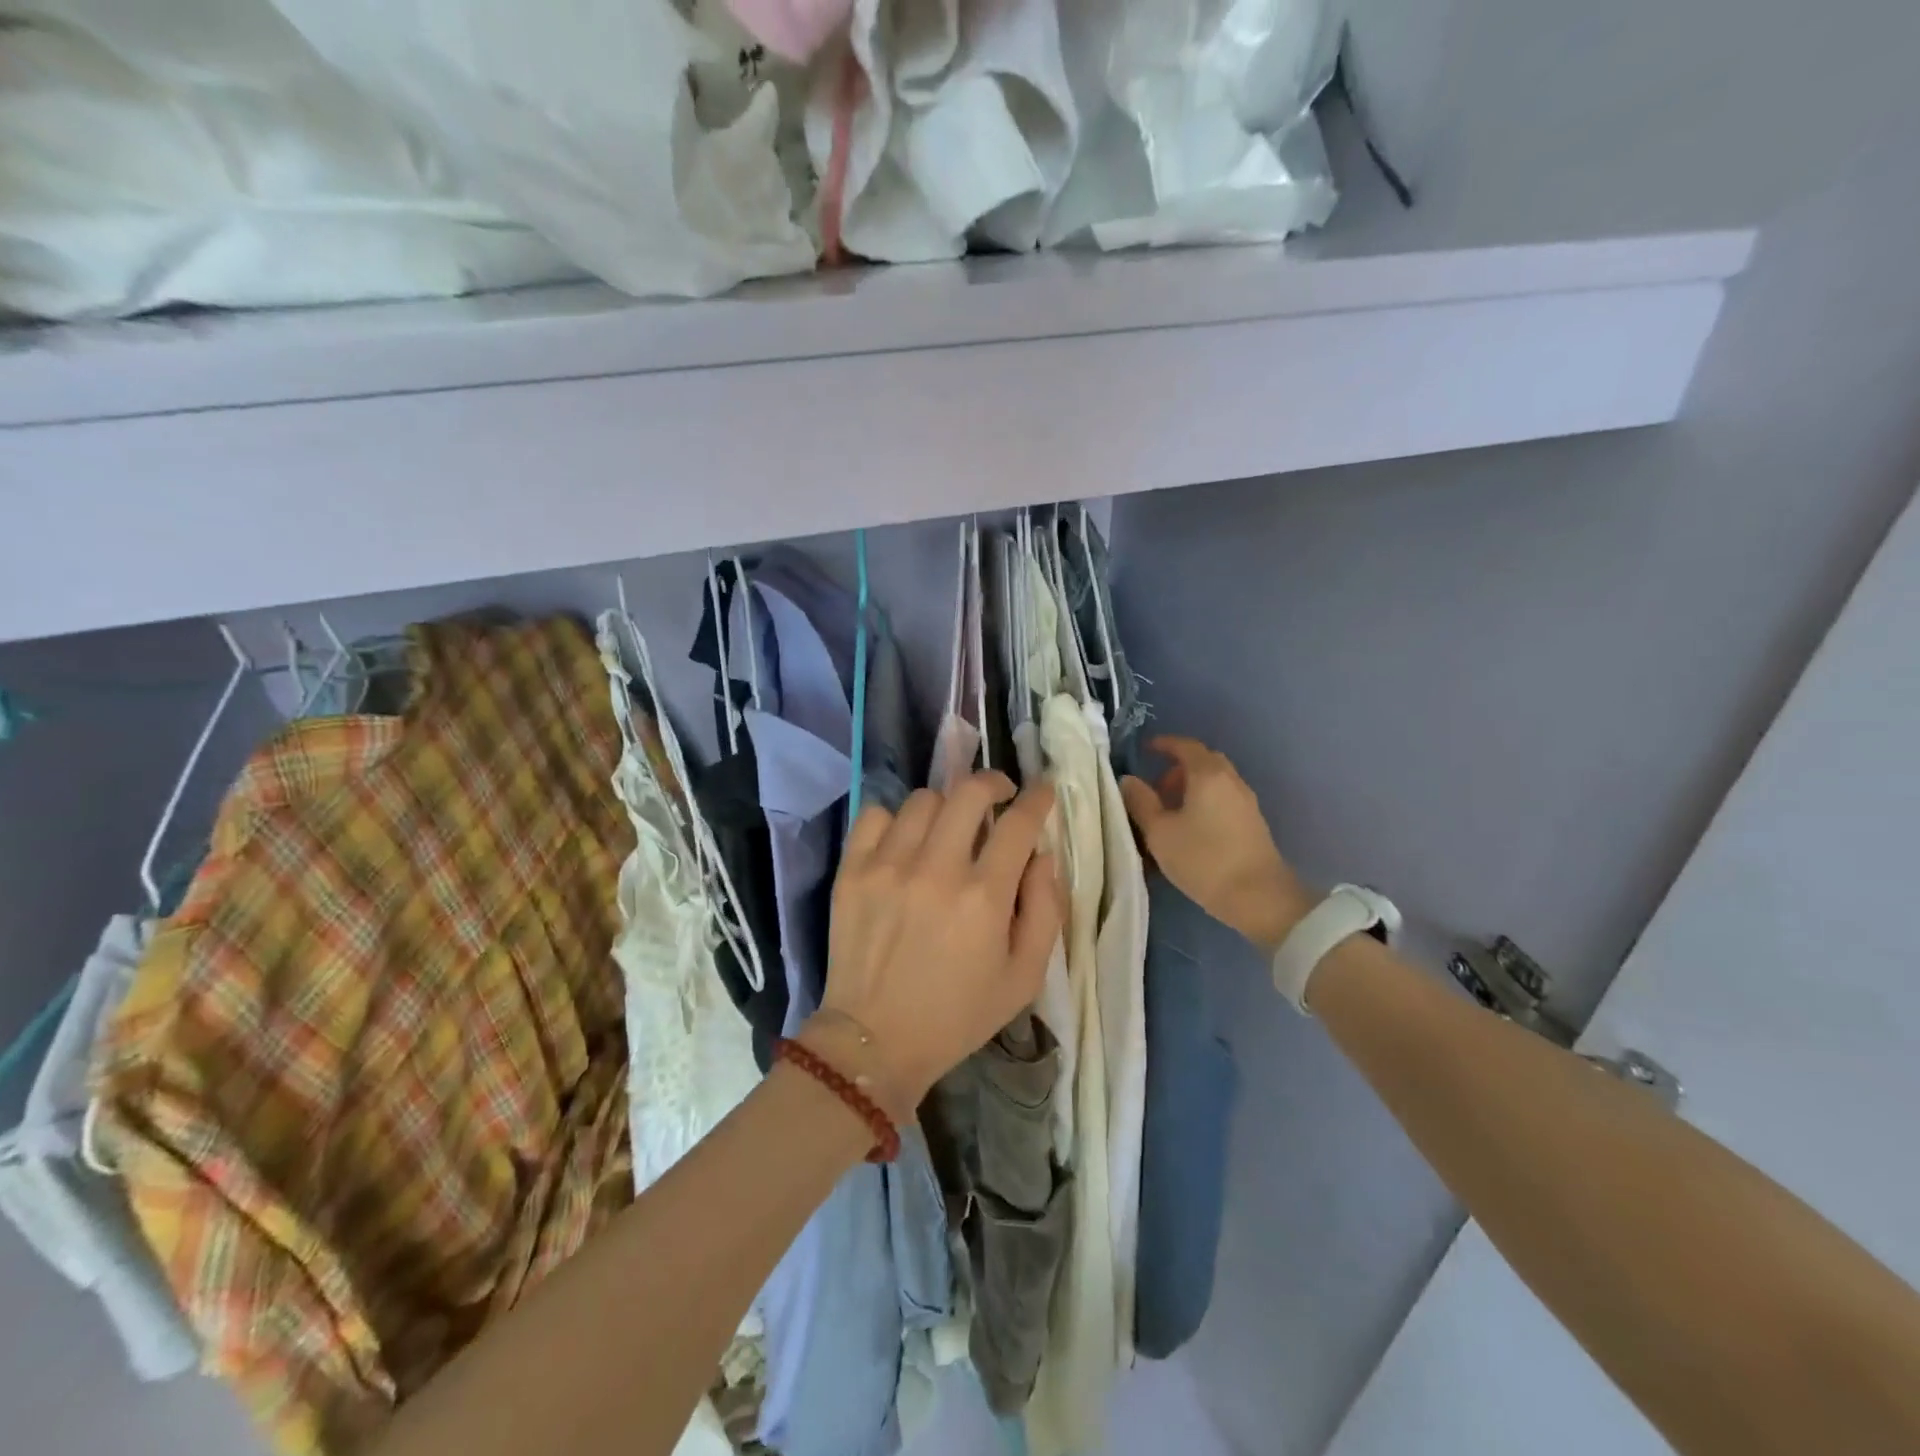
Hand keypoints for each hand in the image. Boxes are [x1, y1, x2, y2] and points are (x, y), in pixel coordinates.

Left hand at [820, 773, 1062, 1112]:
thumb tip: (1041, 855)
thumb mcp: (1024, 977)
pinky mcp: (852, 871)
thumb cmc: (957, 1014)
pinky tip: (904, 842)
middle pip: (969, 792)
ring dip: (946, 806)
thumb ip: (1045, 910)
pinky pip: (874, 814)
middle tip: (999, 797)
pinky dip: (895, 819)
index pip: (1019, 823)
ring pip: (924, 800)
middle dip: (994, 783)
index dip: (1037, 798)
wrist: (874, 1039)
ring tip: (948, 828)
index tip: (1042, 791)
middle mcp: (936, 869)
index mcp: (983, 897)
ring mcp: (888, 866)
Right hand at [1121, 735, 1310, 954]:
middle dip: (1177, 769)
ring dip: (1191, 788)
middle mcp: (1231, 781)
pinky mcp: (1253, 823)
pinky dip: (1204, 802)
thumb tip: (1129, 780)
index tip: (1146, 750)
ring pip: (1214, 782)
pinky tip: (1191, 829)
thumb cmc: (1203, 859)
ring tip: (1170, 814)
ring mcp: (1246, 802)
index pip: (1185, 746)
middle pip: (1203, 762)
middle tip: (1156, 789)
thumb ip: (1141, 802)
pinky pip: (1223, 800)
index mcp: (1207, 775)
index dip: (1164, 744)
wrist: (1259, 897)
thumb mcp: (1160, 832)